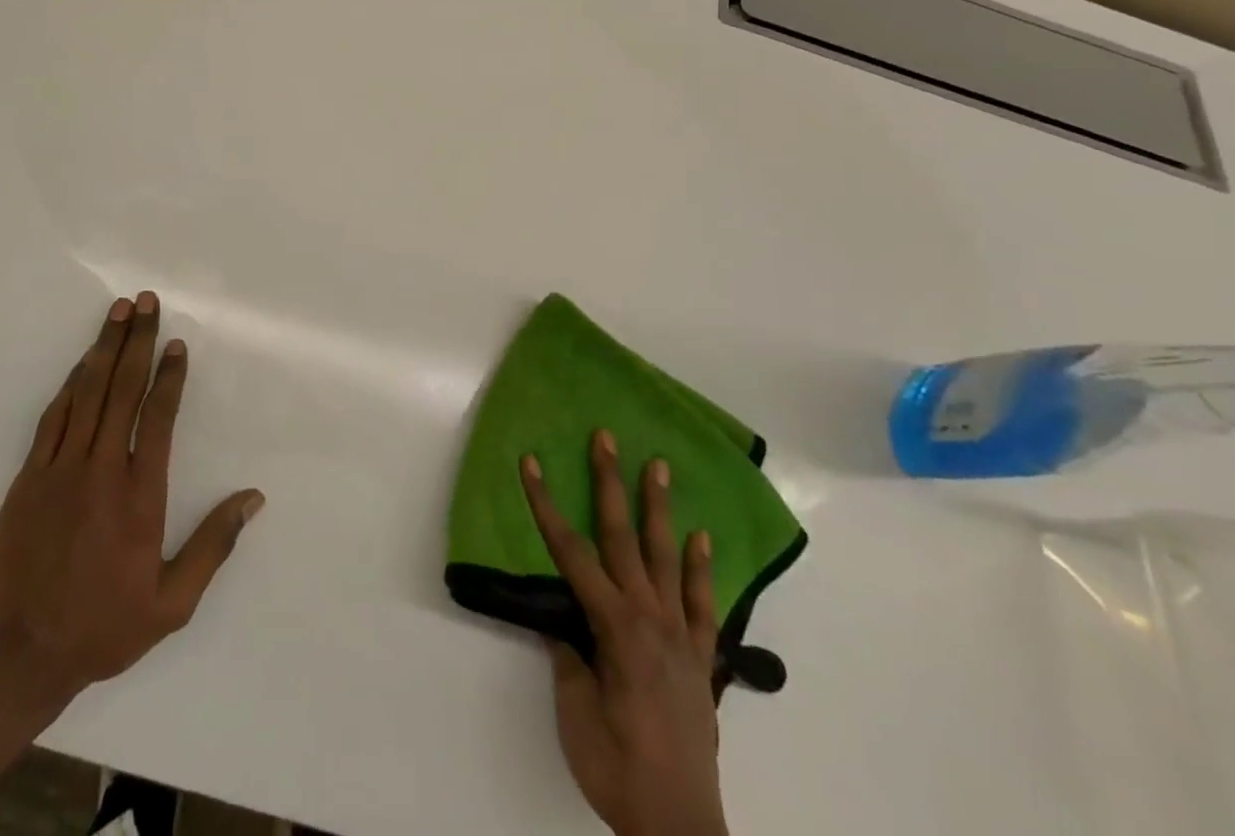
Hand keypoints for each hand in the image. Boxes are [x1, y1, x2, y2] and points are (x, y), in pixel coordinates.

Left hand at [0, 291, 264, 698]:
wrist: (16, 658)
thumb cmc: (101, 629)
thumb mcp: (171, 604)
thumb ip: (213, 546)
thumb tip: (253, 498)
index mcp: (140, 495)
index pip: (158, 417)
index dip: (169, 376)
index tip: (176, 343)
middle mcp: (101, 470)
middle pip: (122, 390)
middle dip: (136, 341)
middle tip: (145, 301)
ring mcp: (59, 470)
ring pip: (86, 393)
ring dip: (103, 348)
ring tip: (117, 312)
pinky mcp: (27, 478)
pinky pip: (53, 418)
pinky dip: (70, 384)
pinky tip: (80, 364)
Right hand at [521, 433, 726, 835]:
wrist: (680, 826)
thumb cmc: (617, 767)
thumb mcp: (575, 714)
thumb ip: (568, 658)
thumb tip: (561, 623)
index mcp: (613, 626)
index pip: (570, 553)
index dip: (546, 505)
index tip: (532, 463)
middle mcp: (649, 617)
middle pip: (622, 537)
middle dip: (609, 483)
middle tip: (607, 438)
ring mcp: (680, 634)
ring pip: (666, 557)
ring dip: (659, 508)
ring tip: (659, 466)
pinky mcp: (701, 657)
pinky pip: (702, 604)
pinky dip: (701, 568)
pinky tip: (702, 537)